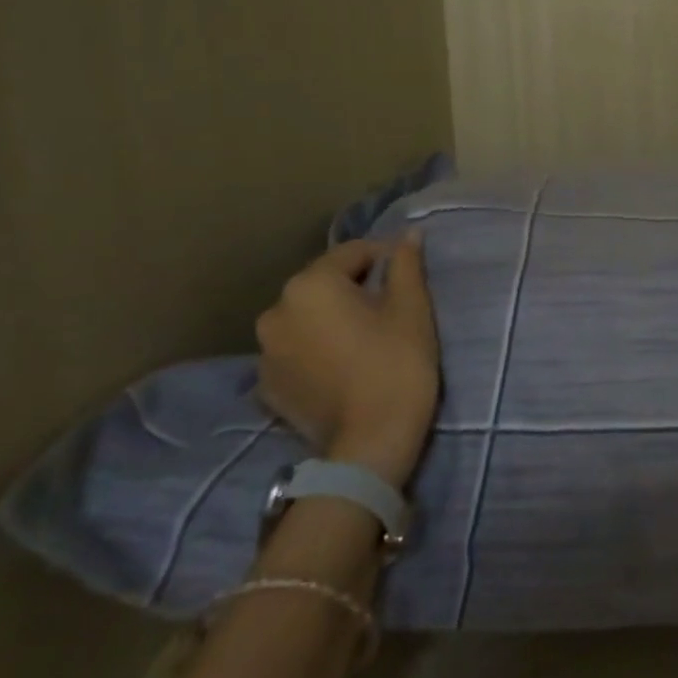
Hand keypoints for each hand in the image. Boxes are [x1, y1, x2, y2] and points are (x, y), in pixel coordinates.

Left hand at [255, 239, 439, 487]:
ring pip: (308, 317)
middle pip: (325, 284)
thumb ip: (406, 264)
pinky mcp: (267, 386)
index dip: (387, 259)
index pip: (354, 253)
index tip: (410, 279)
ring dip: (333, 319)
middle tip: (391, 309)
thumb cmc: (397, 363)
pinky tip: (343, 366)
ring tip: (366, 339)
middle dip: (356, 288)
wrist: (370, 442)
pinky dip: (317, 349)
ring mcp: (265, 352)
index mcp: (310, 284)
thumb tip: (408, 234)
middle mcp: (276, 310)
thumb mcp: (412, 307)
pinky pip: (296, 350)